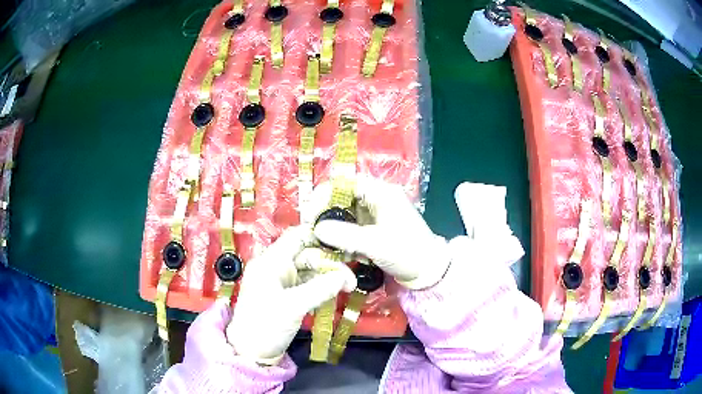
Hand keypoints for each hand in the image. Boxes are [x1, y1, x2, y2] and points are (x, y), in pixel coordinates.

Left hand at [225, 226, 356, 364]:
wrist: (251, 351)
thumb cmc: (266, 325)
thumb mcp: (294, 306)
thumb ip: (320, 289)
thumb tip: (345, 276)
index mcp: (271, 262)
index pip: (296, 237)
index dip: (319, 236)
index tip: (343, 245)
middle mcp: (275, 267)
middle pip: (307, 256)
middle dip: (330, 265)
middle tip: (351, 281)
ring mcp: (280, 281)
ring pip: (309, 271)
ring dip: (327, 278)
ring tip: (346, 289)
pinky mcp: (285, 295)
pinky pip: (306, 285)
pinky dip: (320, 289)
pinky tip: (332, 297)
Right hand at [310, 177, 450, 289]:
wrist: (428, 272)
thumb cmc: (406, 252)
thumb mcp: (374, 243)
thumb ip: (344, 235)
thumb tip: (316, 228)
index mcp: (381, 193)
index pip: (345, 183)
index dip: (324, 195)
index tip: (310, 215)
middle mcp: (376, 199)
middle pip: (342, 198)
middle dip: (325, 214)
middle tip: (311, 231)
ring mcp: (374, 215)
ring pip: (344, 215)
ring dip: (332, 229)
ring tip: (322, 244)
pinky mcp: (373, 229)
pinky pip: (351, 228)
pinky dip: (342, 238)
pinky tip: (337, 251)